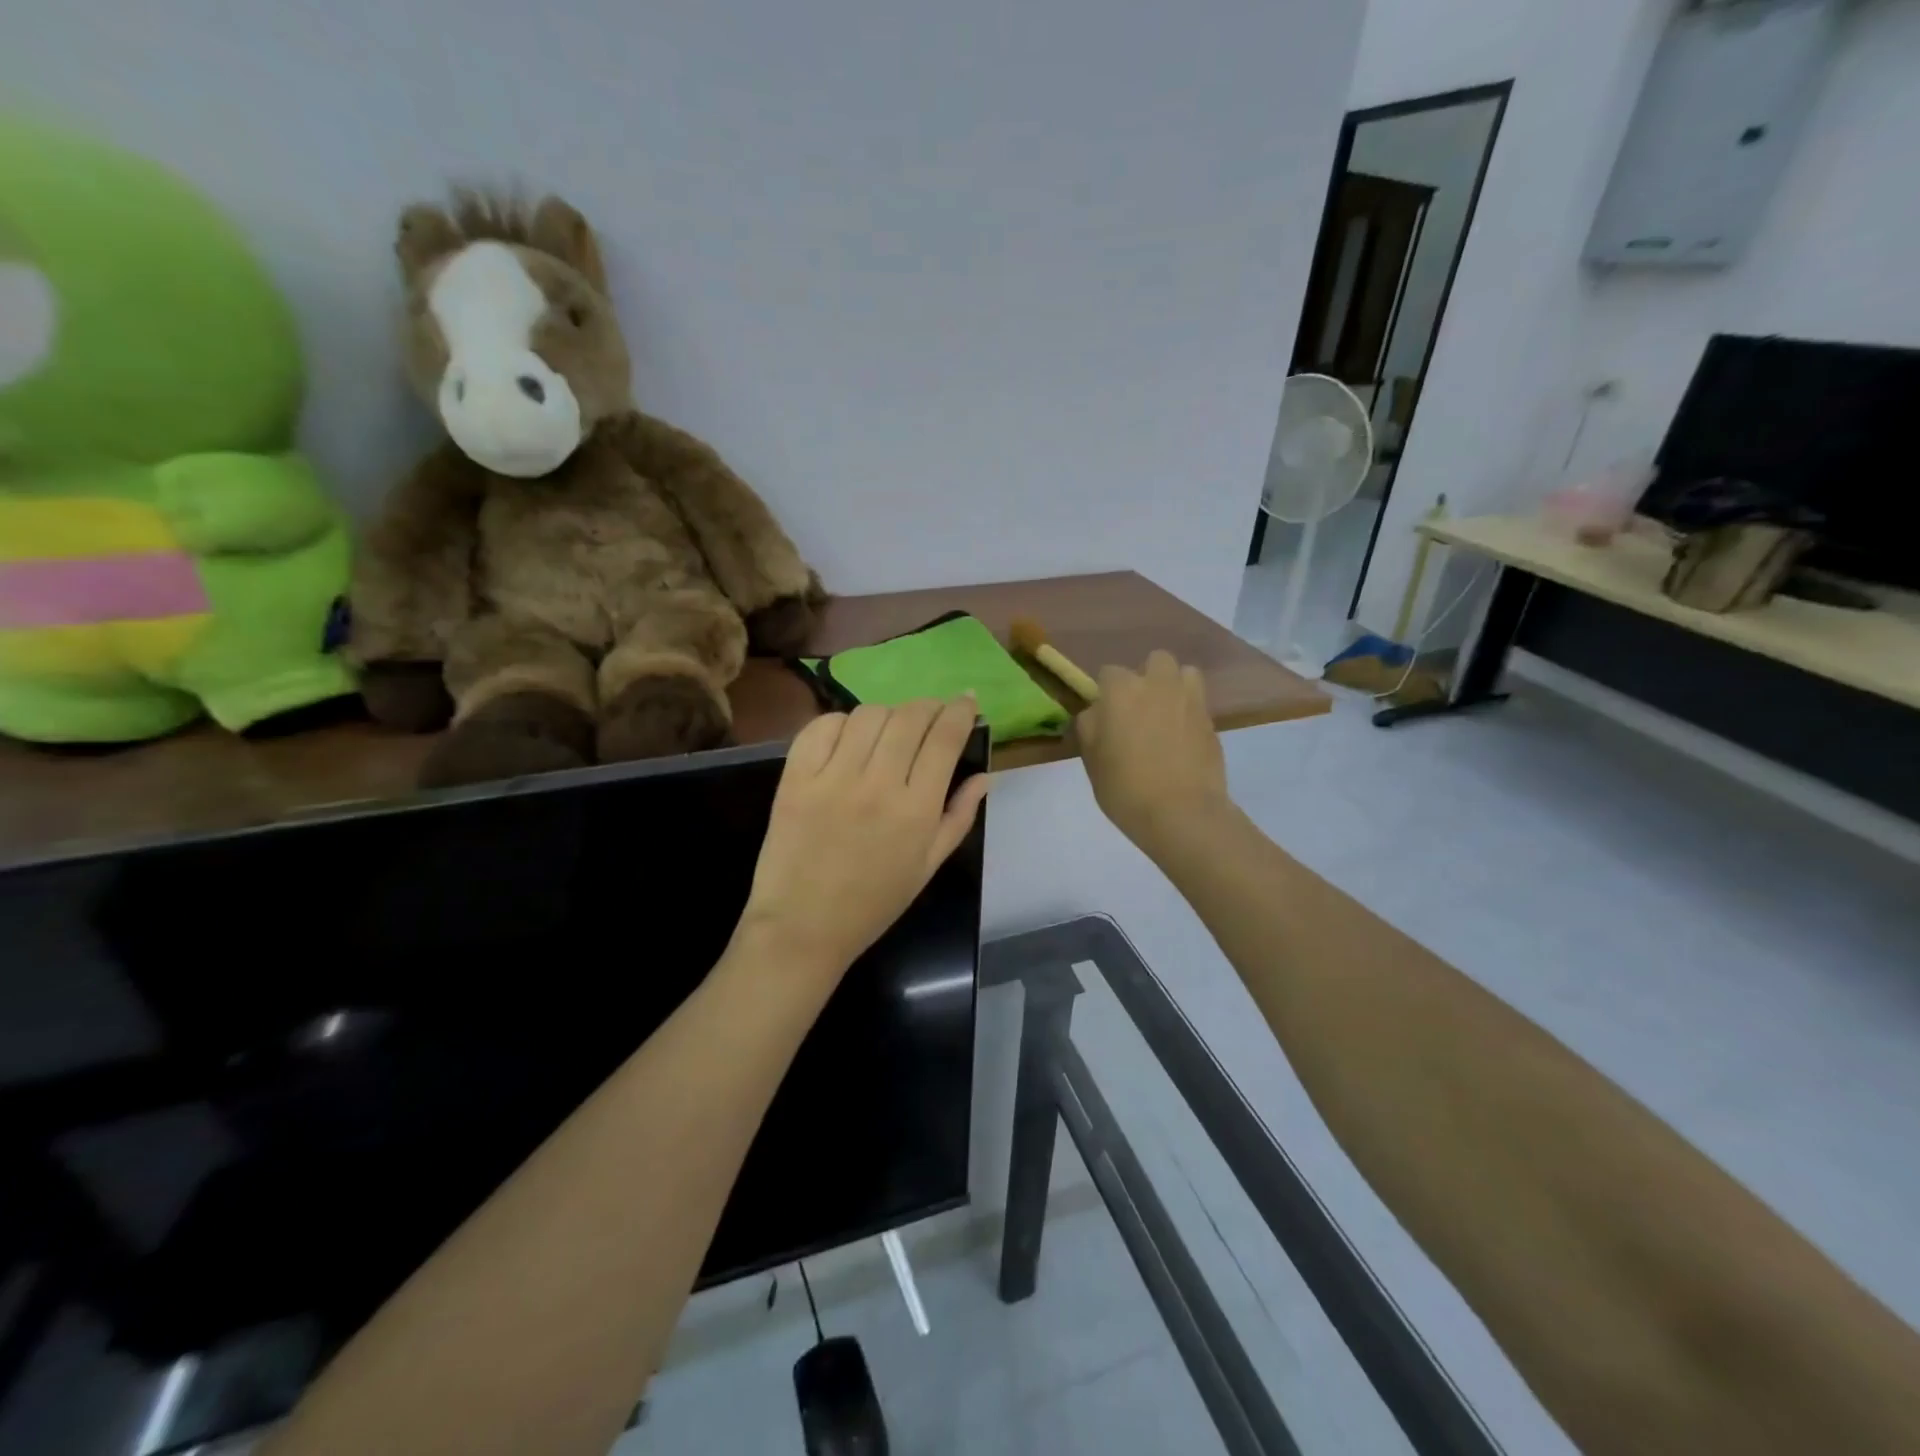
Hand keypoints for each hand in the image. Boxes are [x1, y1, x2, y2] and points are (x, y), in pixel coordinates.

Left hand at [737, 699, 989, 978]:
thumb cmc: (874, 903)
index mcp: (916, 810)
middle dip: (929, 706)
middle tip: (932, 714)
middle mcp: (877, 785)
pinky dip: (842, 723)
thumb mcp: (928, 866)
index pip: (945, 738)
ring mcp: (832, 778)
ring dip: (888, 714)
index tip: (967, 701)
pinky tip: (849, 739)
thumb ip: (959, 817)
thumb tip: (984, 775)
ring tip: (890, 730)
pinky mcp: (795, 777)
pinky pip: (823, 727)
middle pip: (910, 717)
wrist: (802, 927)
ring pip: (869, 715)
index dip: (961, 711)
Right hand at [1076, 651, 1230, 851]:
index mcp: (1121, 690)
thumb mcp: (1091, 759)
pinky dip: (1190, 713)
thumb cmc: (1125, 787)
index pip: (1109, 673)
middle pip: (1155, 661)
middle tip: (1139, 710)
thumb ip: (1090, 726)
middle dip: (1147, 678)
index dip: (1106, 693)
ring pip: (1185, 673)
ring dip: (1174, 686)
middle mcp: (1158, 684)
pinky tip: (1182, 740)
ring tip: (1166, 715)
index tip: (1106, 717)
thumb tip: (1097, 713)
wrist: (1182, 813)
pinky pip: (1198, 703)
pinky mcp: (1212, 720)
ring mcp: (1190, 700)